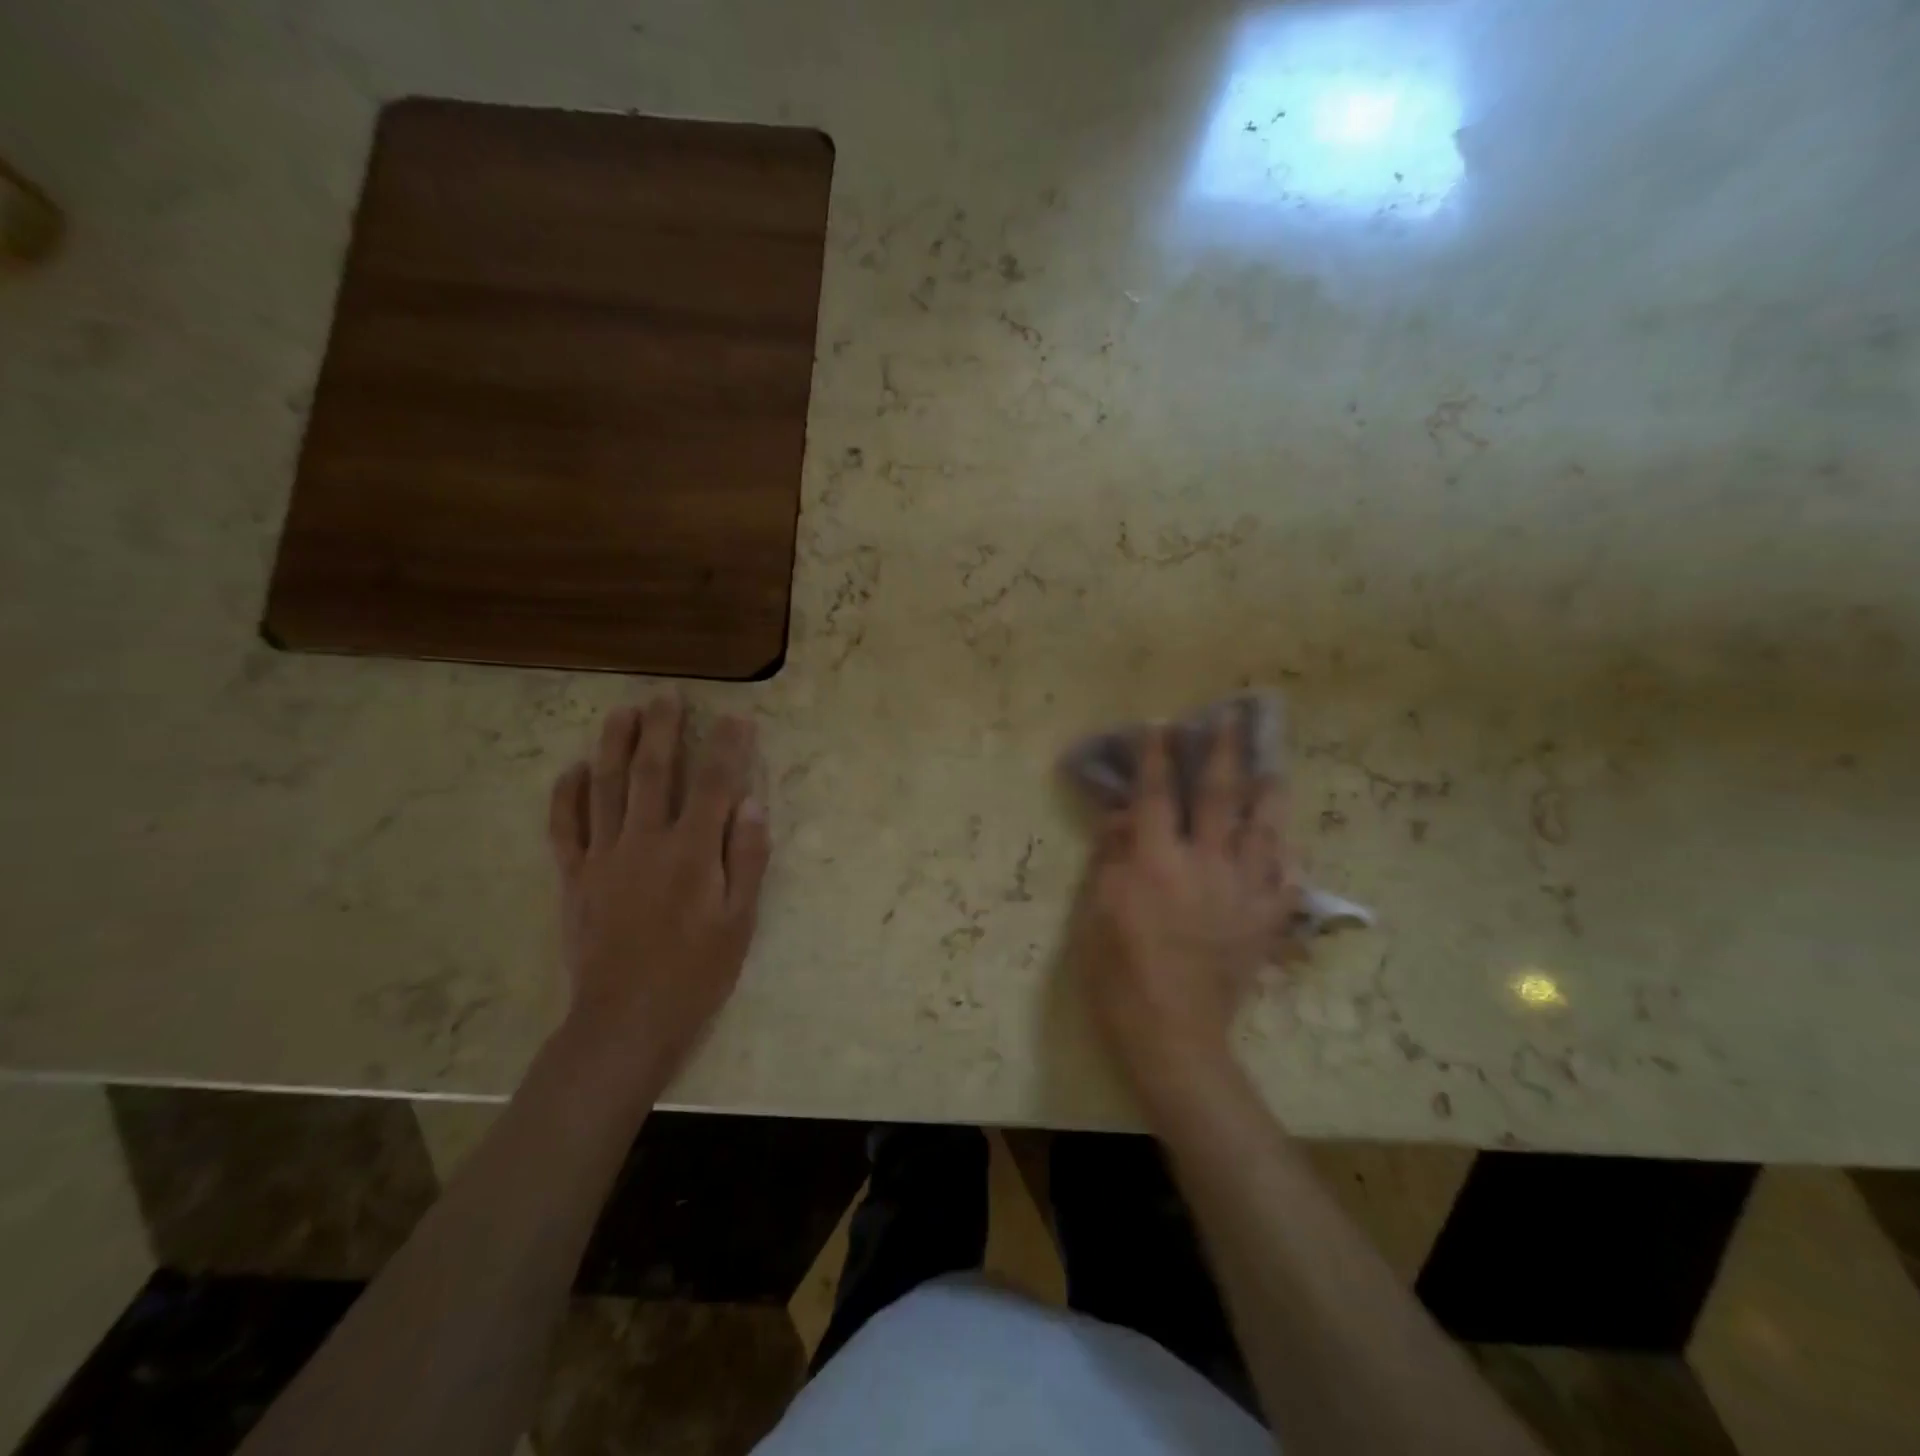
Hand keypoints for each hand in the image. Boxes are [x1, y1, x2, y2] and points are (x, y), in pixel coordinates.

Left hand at [546, 697, 769, 1102]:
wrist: (625, 1022)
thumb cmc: (696, 974)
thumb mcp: (740, 922)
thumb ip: (747, 859)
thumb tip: (749, 803)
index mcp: (692, 853)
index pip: (714, 785)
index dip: (728, 748)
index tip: (737, 718)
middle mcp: (645, 842)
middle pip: (653, 772)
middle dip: (662, 730)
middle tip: (666, 696)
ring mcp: (603, 858)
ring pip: (606, 788)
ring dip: (613, 745)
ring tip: (621, 712)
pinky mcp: (574, 878)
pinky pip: (565, 827)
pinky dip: (567, 795)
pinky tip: (573, 770)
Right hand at [1068, 724, 1291, 1102]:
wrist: (1173, 1036)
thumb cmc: (1119, 974)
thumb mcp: (1094, 914)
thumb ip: (1109, 857)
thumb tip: (1122, 815)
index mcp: (1156, 862)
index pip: (1156, 795)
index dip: (1156, 757)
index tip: (1161, 726)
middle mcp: (1205, 865)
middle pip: (1219, 797)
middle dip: (1223, 753)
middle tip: (1230, 720)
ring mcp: (1243, 891)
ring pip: (1264, 828)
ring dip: (1267, 791)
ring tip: (1272, 765)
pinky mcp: (1266, 920)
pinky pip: (1286, 876)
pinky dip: (1286, 851)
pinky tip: (1284, 838)